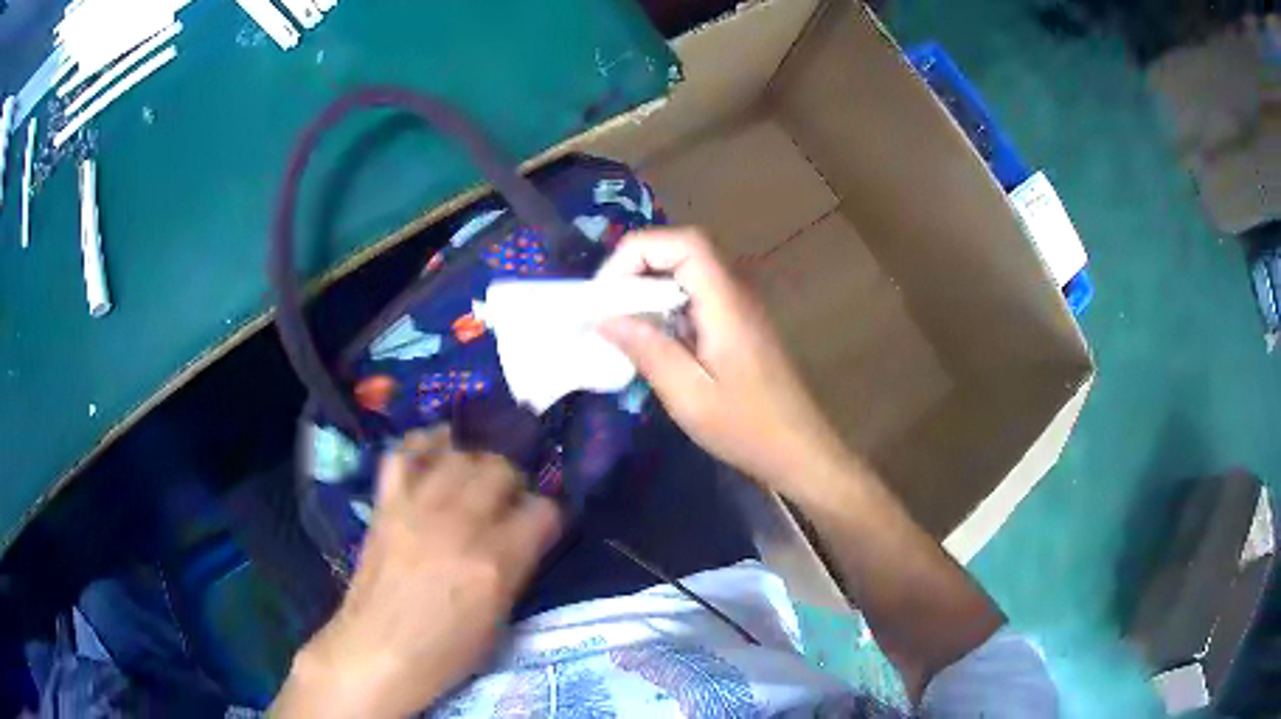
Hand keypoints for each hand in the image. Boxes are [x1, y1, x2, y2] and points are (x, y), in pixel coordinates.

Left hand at [273, 428, 561, 717]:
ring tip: (473, 482)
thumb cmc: (445, 652)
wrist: (378, 652)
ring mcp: (418, 508)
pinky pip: (404, 453)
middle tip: (506, 503)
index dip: (546, 517)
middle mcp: (460, 524)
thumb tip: (523, 537)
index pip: (542, 510)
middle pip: (501, 469)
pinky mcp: (386, 503)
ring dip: (475, 464)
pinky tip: (434, 454)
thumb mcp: (499, 620)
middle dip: (513, 484)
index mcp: (496, 562)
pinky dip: (422, 446)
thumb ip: (515, 569)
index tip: (539, 527)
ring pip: (459, 455)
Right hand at [597, 228, 852, 495]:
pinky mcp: (736, 326)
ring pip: (688, 273)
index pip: (684, 243)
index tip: (605, 292)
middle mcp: (735, 293)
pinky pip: (695, 297)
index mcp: (726, 302)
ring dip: (649, 287)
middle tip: (605, 306)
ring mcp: (738, 308)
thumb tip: (603, 316)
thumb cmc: (747, 427)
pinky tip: (650, 340)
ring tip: (618, 322)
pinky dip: (665, 306)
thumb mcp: (689, 395)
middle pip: (684, 251)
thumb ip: (647, 349)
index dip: (638, 252)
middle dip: (637, 267)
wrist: (798, 449)